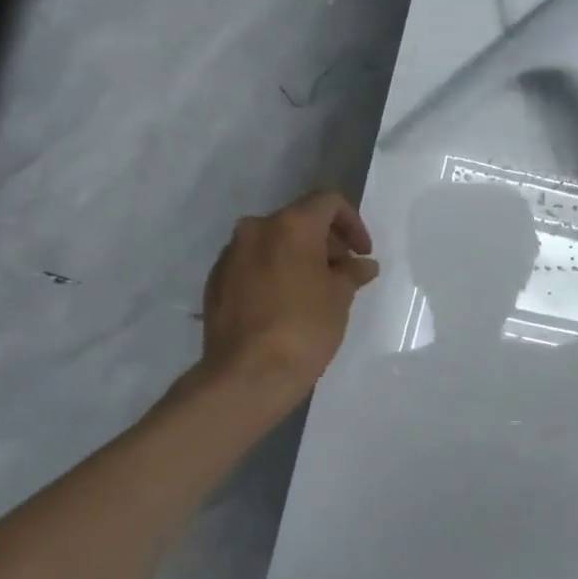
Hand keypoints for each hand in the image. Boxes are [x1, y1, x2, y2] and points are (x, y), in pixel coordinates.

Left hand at [197, 191, 380, 403]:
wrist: (246, 375)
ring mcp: (230, 255)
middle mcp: (255, 229)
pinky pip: (252, 265)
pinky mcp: (215, 281)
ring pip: (273, 243)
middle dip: (325, 243)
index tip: (362, 253)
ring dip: (298, 258)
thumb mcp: (339, 298)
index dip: (352, 223)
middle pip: (299, 221)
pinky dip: (273, 273)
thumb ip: (351, 273)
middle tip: (343, 274)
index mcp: (290, 225)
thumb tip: (362, 265)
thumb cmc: (304, 329)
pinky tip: (286, 304)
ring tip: (315, 291)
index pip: (328, 203)